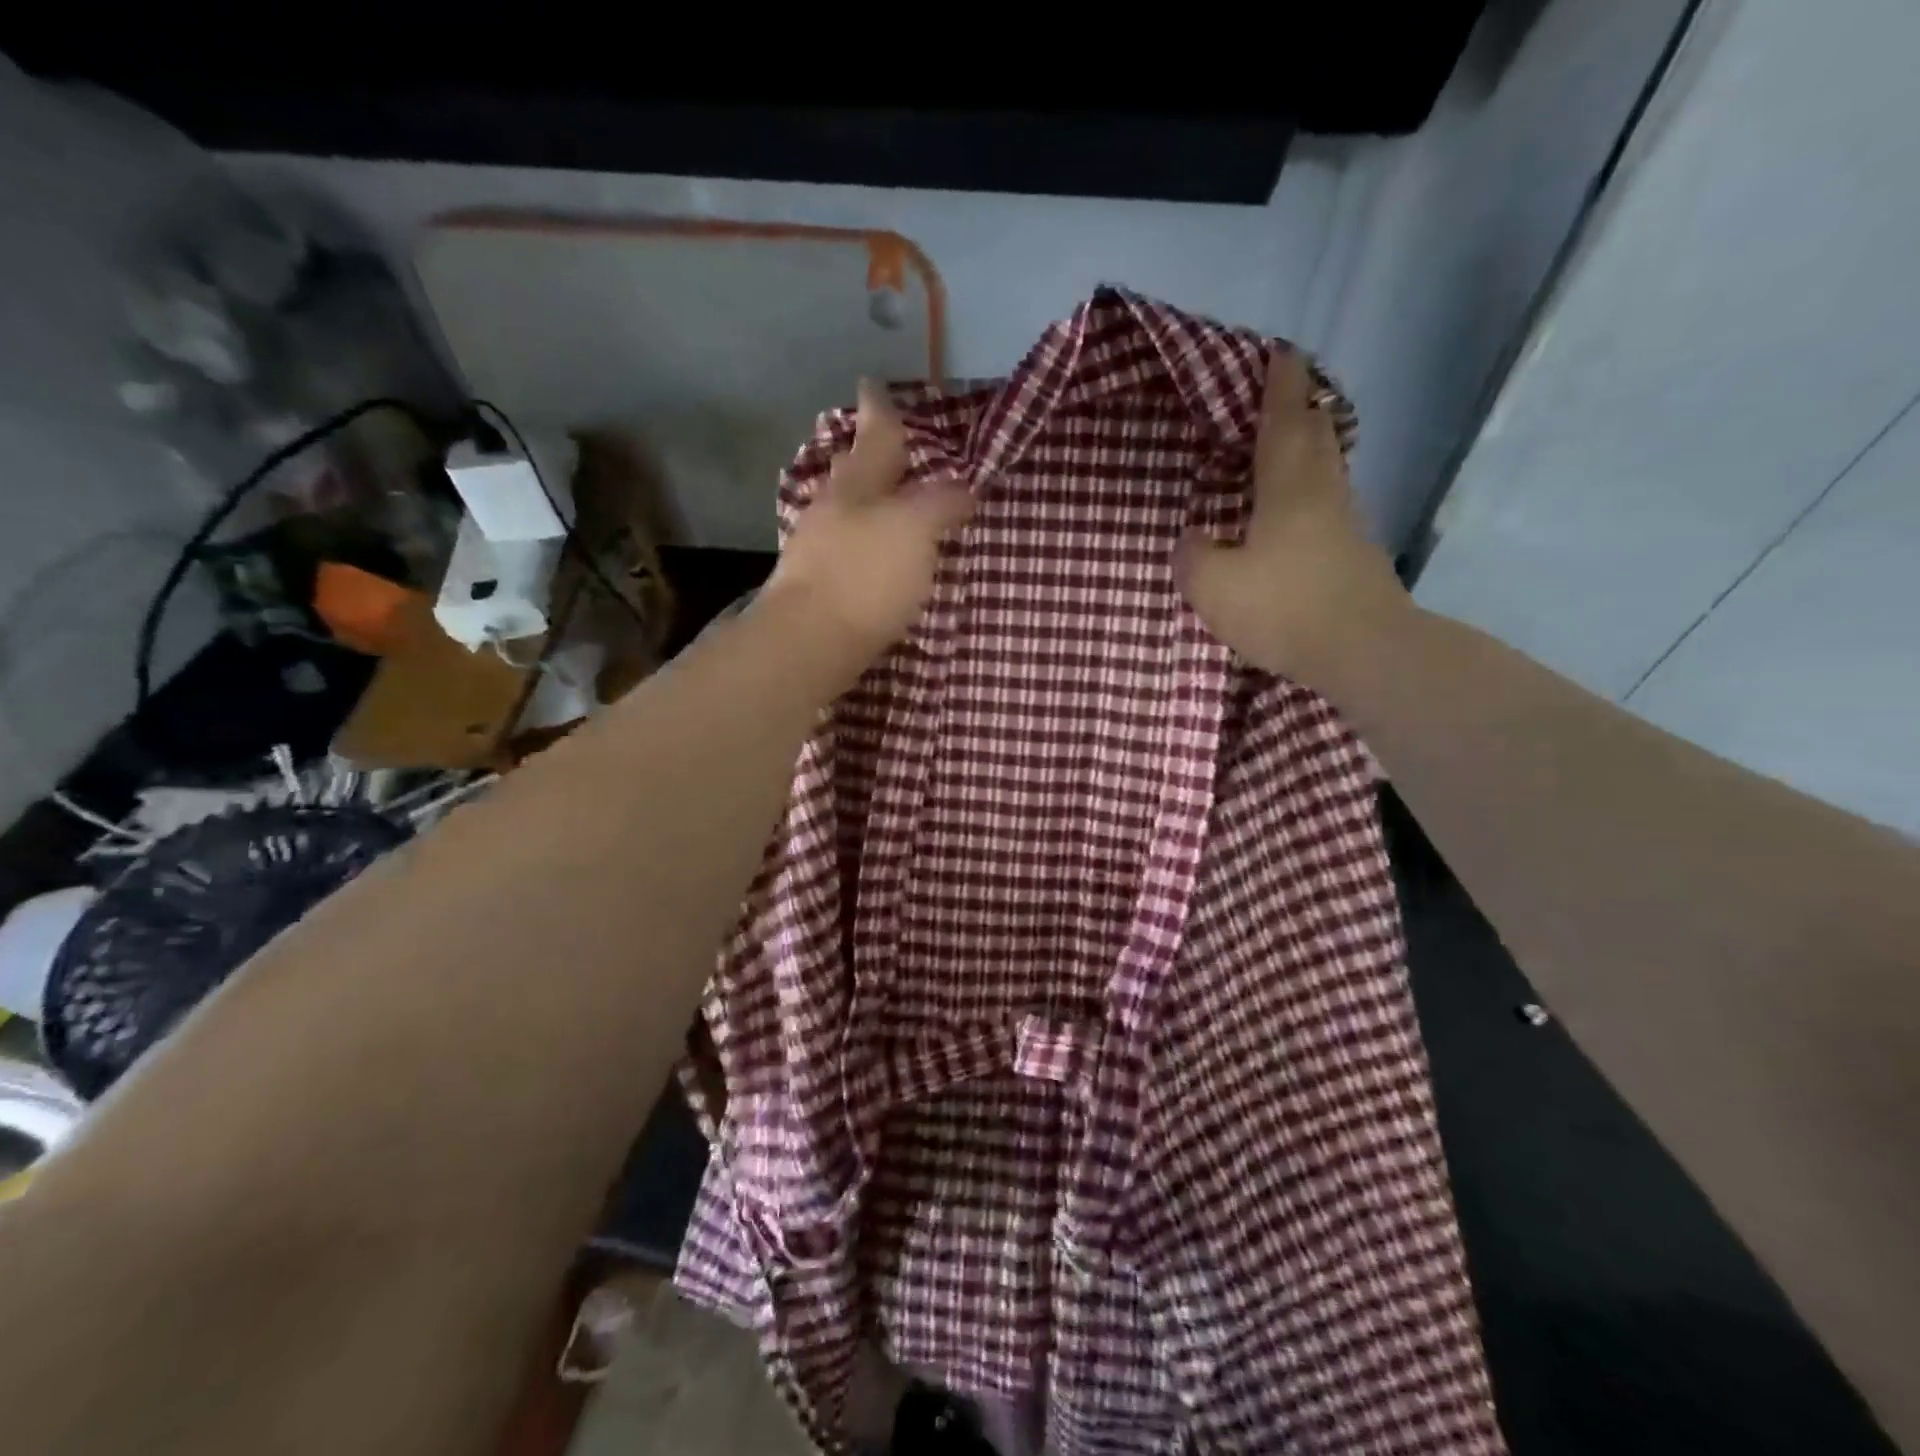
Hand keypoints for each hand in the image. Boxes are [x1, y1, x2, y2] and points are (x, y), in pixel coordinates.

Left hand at [764, 380, 974, 664]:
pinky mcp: (820, 590)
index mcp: (856, 485)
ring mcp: (820, 551)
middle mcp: (833, 510)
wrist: (810, 643)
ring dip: (868, 503)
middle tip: (886, 443)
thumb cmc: (865, 576)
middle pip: (854, 472)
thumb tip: (963, 487)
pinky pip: (850, 551)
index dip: (880, 410)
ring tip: (892, 502)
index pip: (874, 435)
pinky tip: (878, 558)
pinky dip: (866, 544)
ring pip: (848, 513)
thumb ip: (941, 503)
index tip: (873, 384)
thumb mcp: (915, 529)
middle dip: (869, 455)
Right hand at [1176, 350, 1409, 686]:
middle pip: (1317, 436)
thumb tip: (1192, 537)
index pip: (1284, 422)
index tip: (1281, 353)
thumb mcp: (1215, 586)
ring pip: (1328, 470)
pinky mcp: (1355, 556)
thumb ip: (1195, 556)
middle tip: (1288, 390)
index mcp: (1289, 488)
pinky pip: (1328, 505)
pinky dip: (1312, 491)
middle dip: (1302, 408)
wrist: (1361, 650)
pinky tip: (1296, 511)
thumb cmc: (1283, 607)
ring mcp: (1346, 526)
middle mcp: (1323, 494)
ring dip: (1311, 448)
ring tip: (1289, 444)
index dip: (1280, 387)